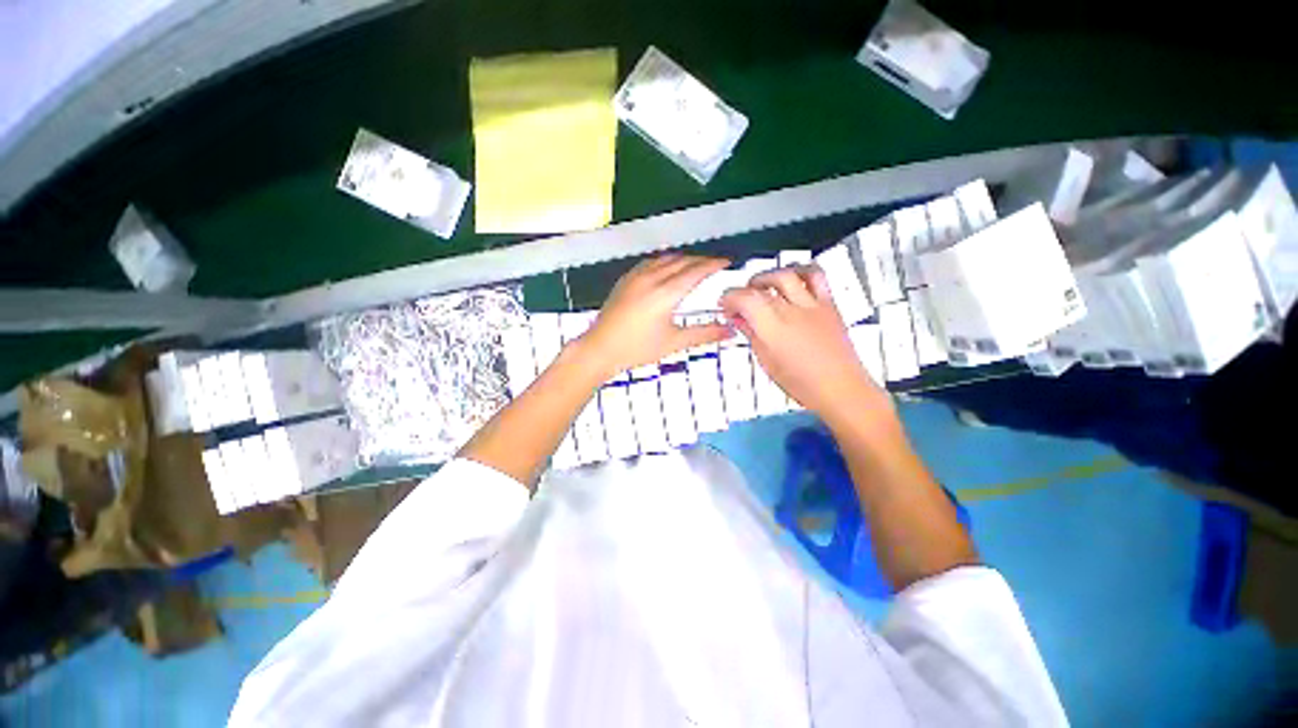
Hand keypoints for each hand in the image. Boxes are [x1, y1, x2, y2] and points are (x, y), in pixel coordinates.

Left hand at [579, 255, 733, 378]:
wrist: (600, 349)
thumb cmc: (636, 349)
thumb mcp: (674, 342)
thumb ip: (704, 334)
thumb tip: (728, 331)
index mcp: (665, 294)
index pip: (696, 270)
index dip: (713, 264)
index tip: (726, 262)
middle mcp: (651, 279)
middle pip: (683, 261)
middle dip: (701, 260)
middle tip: (714, 266)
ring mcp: (636, 276)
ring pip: (666, 258)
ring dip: (684, 259)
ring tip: (694, 266)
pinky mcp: (626, 279)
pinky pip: (651, 261)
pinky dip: (666, 261)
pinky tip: (667, 268)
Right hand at [720, 265, 891, 426]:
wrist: (841, 389)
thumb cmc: (804, 384)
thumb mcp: (767, 362)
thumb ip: (752, 335)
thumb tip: (739, 320)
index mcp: (773, 329)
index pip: (744, 299)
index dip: (729, 298)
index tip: (725, 305)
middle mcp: (792, 311)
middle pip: (761, 286)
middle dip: (744, 289)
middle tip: (740, 300)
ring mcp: (813, 305)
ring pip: (786, 274)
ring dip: (769, 276)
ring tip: (763, 286)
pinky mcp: (829, 305)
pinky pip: (816, 276)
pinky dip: (800, 272)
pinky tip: (793, 280)